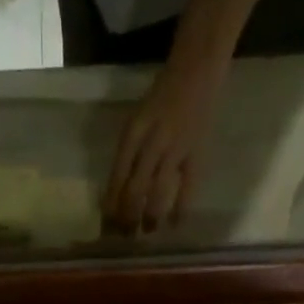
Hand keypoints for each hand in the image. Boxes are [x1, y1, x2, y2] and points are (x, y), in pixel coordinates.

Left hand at [104, 57, 224, 233]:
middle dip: (128, 218)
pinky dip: (180, 210)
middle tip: (126, 235)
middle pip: (134, 190)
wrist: (197, 68)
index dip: (111, 205)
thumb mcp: (136, 120)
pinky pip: (187, 189)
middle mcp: (152, 142)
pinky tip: (174, 225)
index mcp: (133, 133)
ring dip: (150, 217)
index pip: (117, 177)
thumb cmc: (161, 96)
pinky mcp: (196, 154)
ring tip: (147, 230)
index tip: (107, 225)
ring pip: (157, 194)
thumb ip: (128, 153)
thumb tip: (117, 193)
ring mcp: (175, 149)